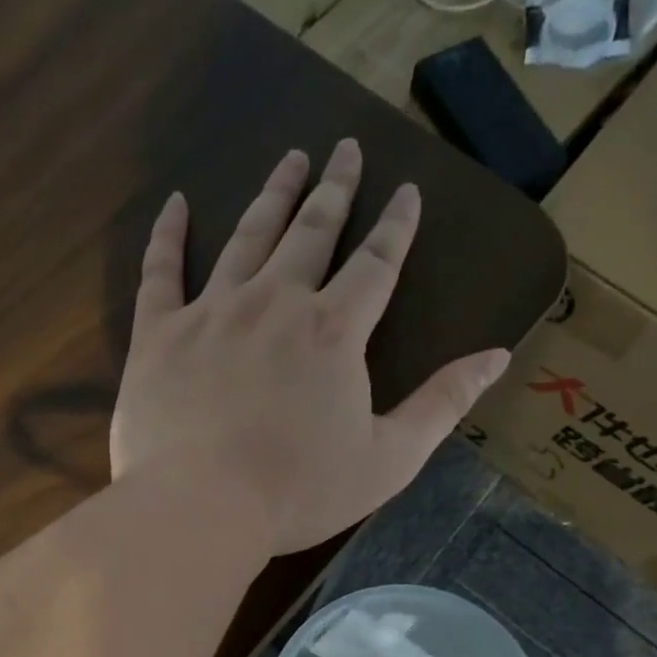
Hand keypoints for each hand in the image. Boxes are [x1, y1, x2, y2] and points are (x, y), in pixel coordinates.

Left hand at [110, 140, 512, 556]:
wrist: (201, 508)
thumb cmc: (299, 492)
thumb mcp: (389, 459)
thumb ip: (442, 404)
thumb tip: (497, 356)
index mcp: (333, 332)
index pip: (376, 263)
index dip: (395, 225)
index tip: (406, 190)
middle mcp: (275, 303)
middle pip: (311, 232)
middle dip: (333, 188)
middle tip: (344, 148)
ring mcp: (212, 312)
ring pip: (246, 237)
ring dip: (271, 195)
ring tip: (289, 159)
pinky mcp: (159, 334)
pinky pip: (161, 271)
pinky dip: (168, 235)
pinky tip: (175, 203)